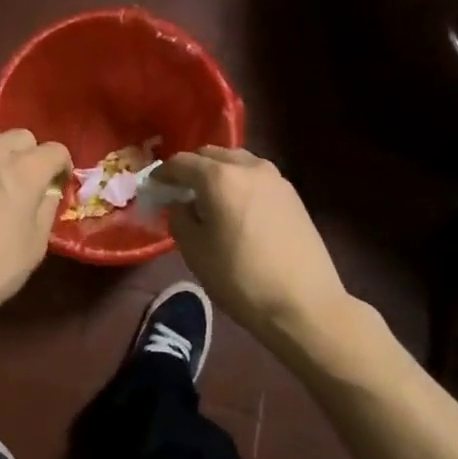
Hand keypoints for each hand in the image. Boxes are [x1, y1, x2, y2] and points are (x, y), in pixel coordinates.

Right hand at [156, 147, 349, 345]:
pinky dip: (239, 183)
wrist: (304, 303)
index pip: (181, 162)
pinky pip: (256, 177)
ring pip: (237, 162)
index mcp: (219, 177)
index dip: (163, 173)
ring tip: (209, 199)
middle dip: (191, 168)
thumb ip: (180, 217)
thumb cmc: (240, 278)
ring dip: (218, 173)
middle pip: (211, 155)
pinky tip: (236, 208)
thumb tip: (183, 204)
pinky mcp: (292, 194)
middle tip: (180, 191)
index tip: (154, 187)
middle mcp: (249, 166)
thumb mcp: (195, 251)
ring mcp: (276, 178)